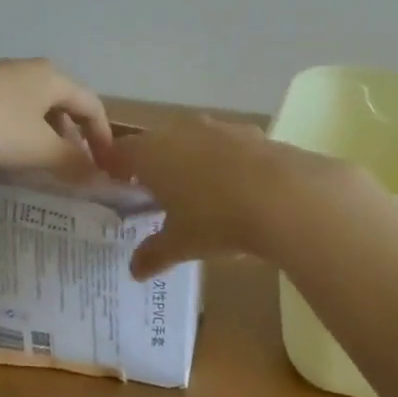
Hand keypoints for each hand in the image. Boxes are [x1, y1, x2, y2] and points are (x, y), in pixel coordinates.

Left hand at [0, 59, 116, 177]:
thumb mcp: (39, 148)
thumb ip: (73, 164)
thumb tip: (101, 180)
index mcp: (54, 79)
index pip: (92, 104)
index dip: (103, 136)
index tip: (105, 165)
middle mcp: (30, 71)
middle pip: (62, 105)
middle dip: (71, 139)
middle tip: (72, 169)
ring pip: (32, 110)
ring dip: (41, 139)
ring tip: (36, 167)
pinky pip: (6, 114)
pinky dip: (14, 136)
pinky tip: (0, 157)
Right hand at [115, 118, 389, 278]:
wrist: (282, 195)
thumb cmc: (216, 219)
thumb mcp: (180, 244)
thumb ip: (153, 254)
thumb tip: (134, 269)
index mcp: (152, 153)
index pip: (120, 151)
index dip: (115, 167)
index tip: (116, 184)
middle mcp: (179, 130)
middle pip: (156, 141)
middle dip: (154, 164)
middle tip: (155, 193)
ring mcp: (216, 127)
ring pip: (192, 139)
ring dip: (189, 159)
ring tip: (196, 190)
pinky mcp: (249, 131)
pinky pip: (225, 144)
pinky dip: (223, 160)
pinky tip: (235, 185)